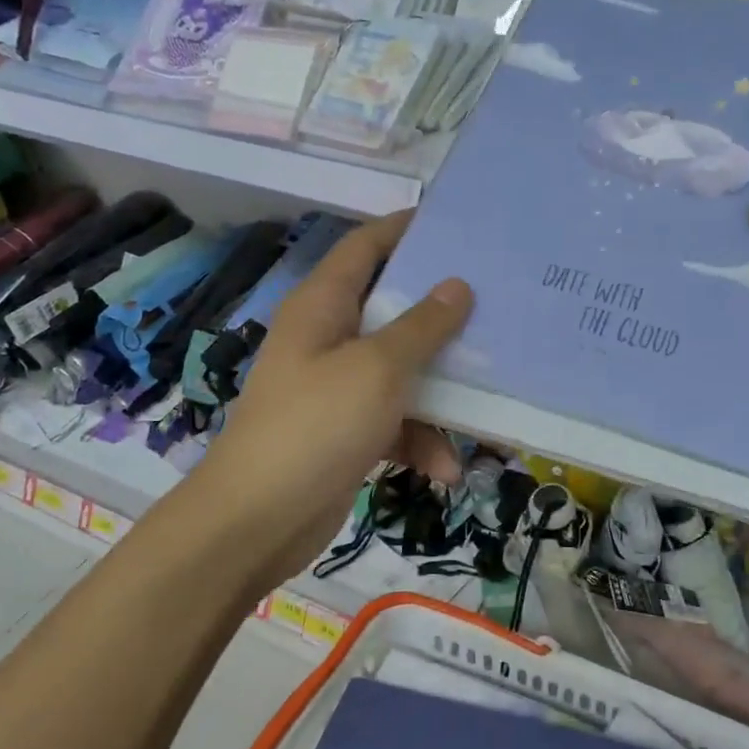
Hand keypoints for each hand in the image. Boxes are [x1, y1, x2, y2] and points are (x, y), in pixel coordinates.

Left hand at [188, 211, 473, 581]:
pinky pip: (395, 419)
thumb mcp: (377, 369)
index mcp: (323, 305)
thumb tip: (458, 285)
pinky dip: (420, 439)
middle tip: (493, 302)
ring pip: (400, 368)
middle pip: (391, 307)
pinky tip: (445, 468)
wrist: (256, 523)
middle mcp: (328, 337)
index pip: (364, 246)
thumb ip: (422, 326)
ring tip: (487, 397)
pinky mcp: (346, 431)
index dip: (405, 229)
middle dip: (440, 311)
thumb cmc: (315, 426)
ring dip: (440, 388)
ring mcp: (335, 386)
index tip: (456, 225)